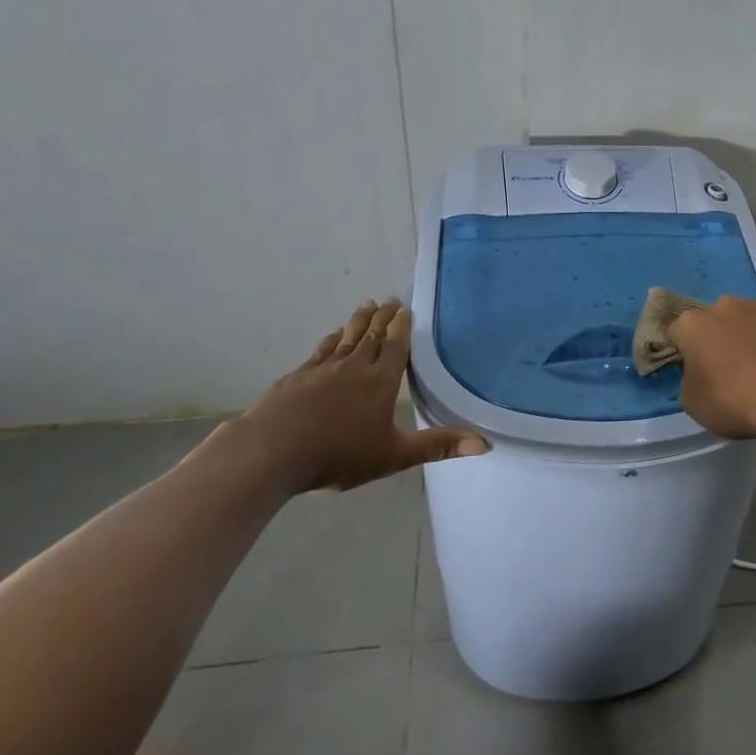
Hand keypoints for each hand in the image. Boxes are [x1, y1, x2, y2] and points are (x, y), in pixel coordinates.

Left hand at [218, 299, 486, 494]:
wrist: (271, 452)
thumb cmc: (338, 454)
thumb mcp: (394, 455)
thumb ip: (438, 446)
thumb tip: (485, 444)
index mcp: (380, 382)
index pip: (396, 347)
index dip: (402, 327)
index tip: (406, 308)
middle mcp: (353, 367)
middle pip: (371, 335)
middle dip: (383, 317)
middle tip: (391, 299)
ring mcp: (322, 370)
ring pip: (345, 338)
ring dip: (357, 321)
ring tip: (366, 304)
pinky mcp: (297, 378)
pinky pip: (320, 351)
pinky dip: (329, 340)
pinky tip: (330, 337)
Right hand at [667, 296, 755, 440]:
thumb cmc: (729, 399)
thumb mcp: (692, 401)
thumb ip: (689, 379)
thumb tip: (699, 373)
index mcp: (691, 323)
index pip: (675, 333)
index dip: (680, 353)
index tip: (689, 372)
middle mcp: (722, 306)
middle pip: (710, 323)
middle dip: (713, 340)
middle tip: (721, 370)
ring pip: (740, 323)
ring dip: (741, 338)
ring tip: (753, 369)